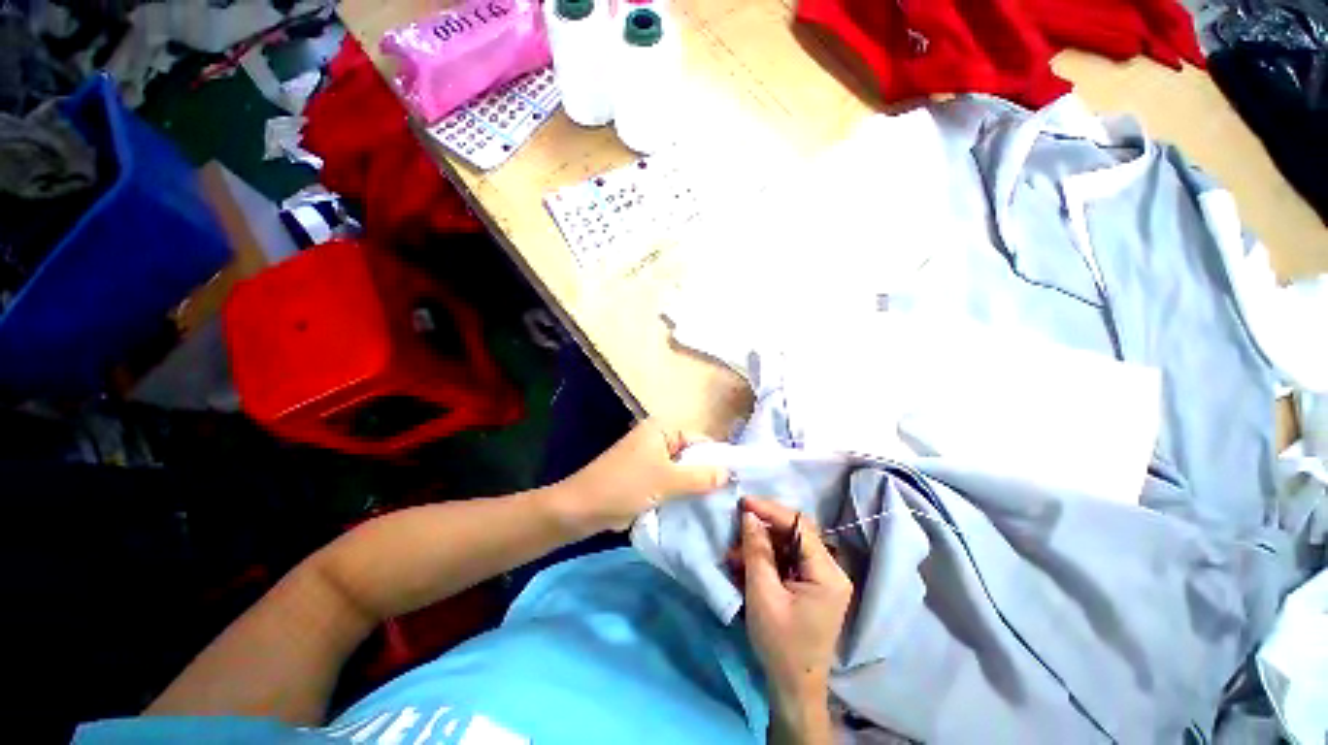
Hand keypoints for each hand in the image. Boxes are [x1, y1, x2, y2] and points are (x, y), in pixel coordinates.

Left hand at [557, 418, 729, 533]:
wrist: (582, 508)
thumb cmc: (626, 486)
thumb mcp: (668, 480)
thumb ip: (701, 477)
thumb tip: (729, 473)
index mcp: (661, 429)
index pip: (699, 439)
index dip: (716, 458)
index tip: (734, 480)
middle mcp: (656, 439)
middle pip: (690, 455)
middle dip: (705, 473)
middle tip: (727, 495)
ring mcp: (649, 458)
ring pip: (680, 470)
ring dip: (692, 485)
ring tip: (714, 503)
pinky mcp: (643, 476)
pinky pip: (669, 481)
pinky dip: (678, 492)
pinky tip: (693, 507)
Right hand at [735, 497, 851, 734]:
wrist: (793, 687)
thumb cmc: (779, 643)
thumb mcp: (762, 594)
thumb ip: (756, 551)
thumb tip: (749, 516)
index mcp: (827, 574)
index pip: (799, 526)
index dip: (770, 510)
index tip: (743, 502)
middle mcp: (831, 571)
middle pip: (796, 533)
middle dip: (764, 527)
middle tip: (737, 525)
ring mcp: (823, 578)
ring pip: (789, 545)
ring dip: (762, 543)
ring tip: (735, 551)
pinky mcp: (812, 586)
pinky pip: (788, 559)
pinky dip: (767, 557)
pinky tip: (746, 562)